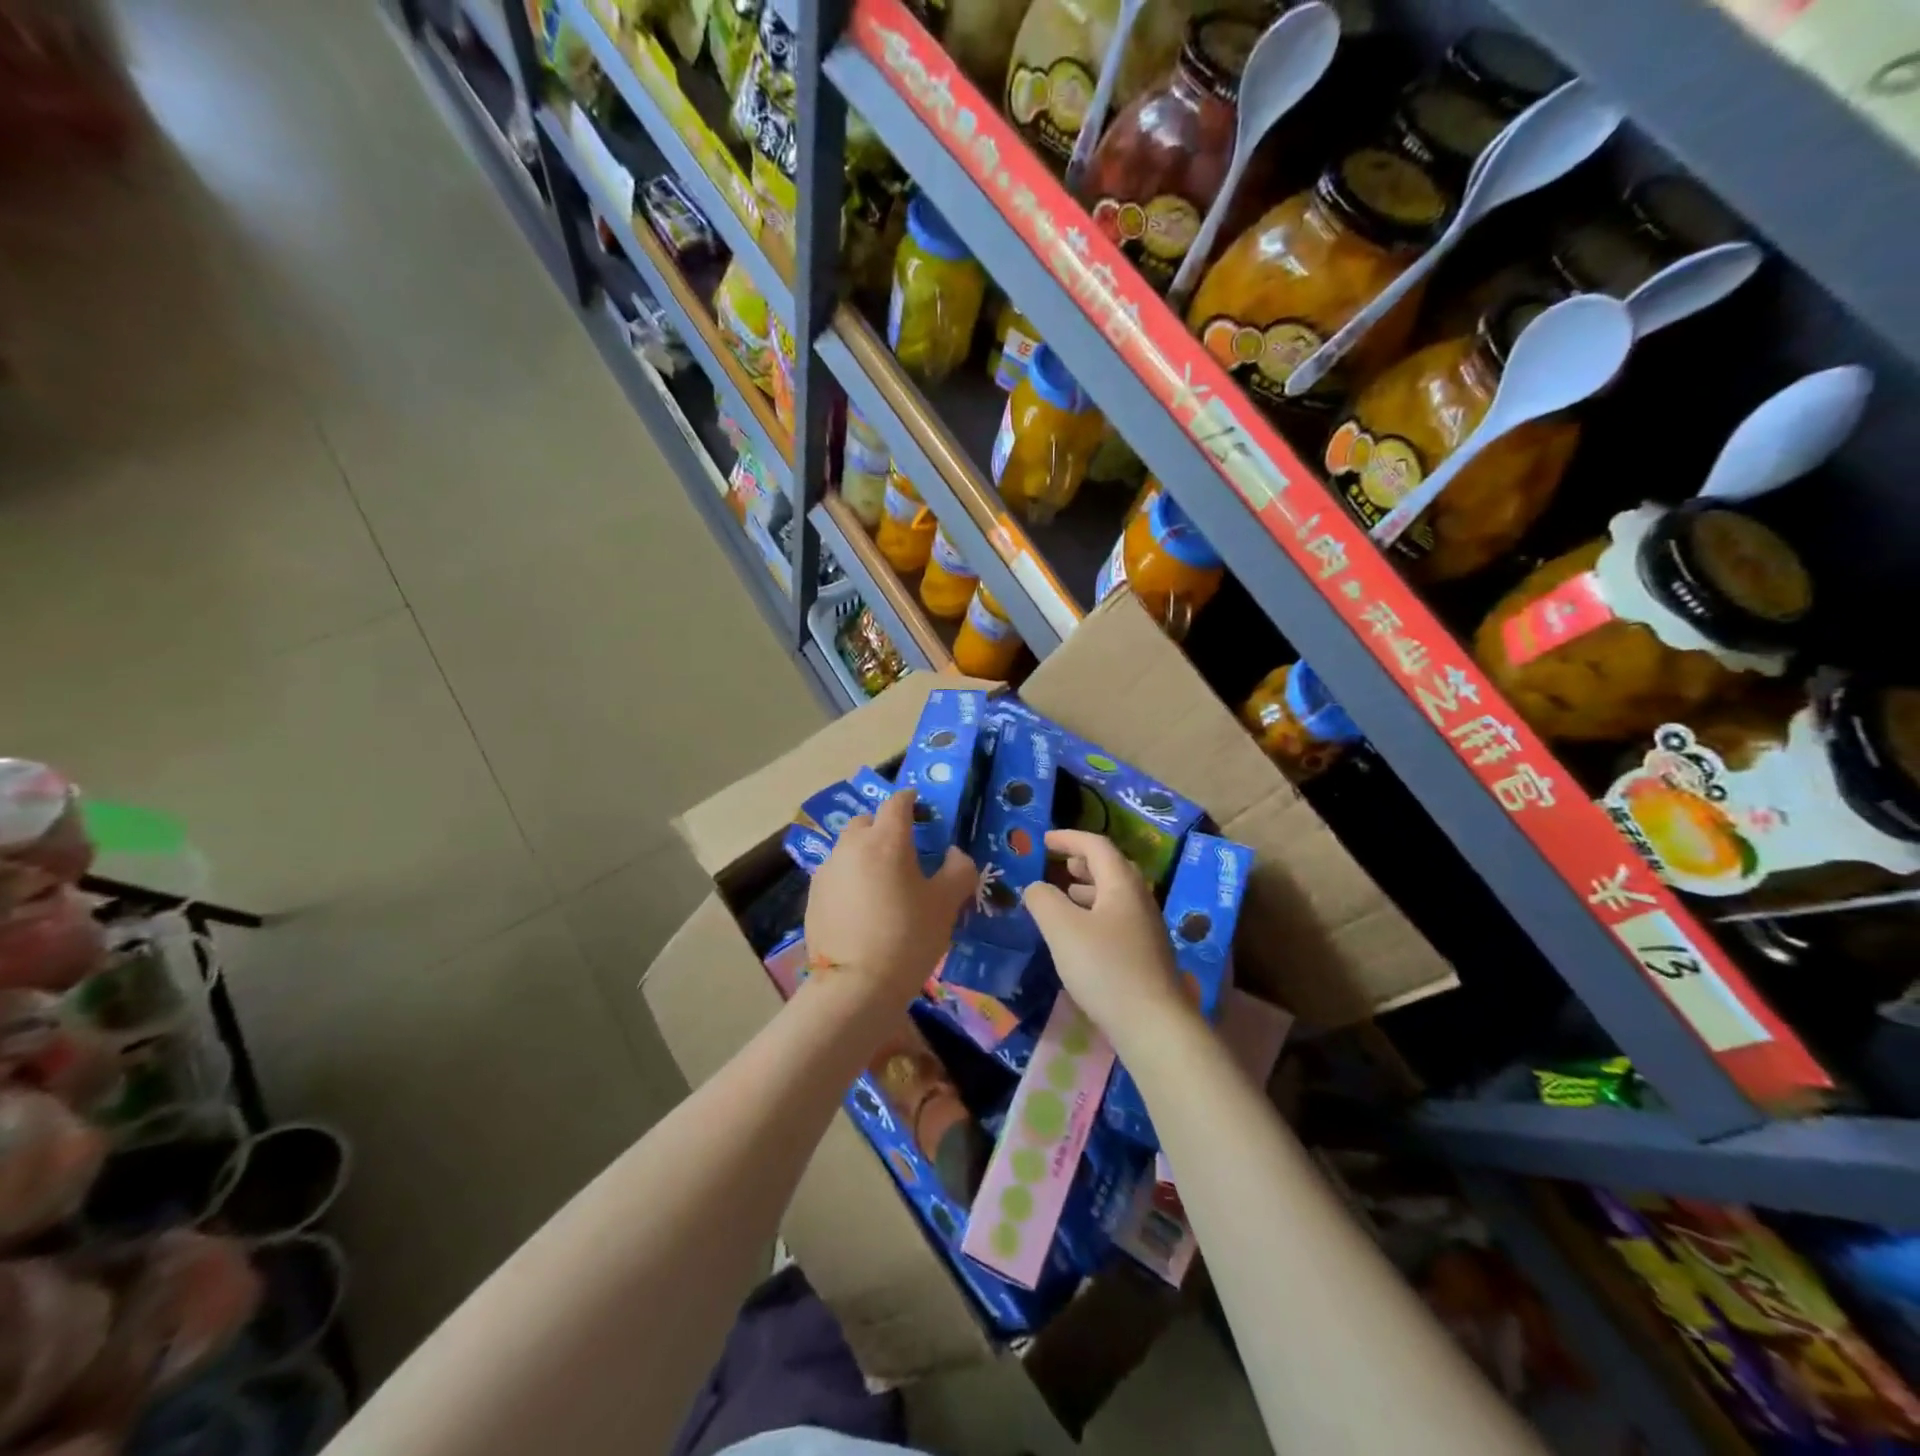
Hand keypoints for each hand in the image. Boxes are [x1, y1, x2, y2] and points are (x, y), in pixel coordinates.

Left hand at [804, 789, 974, 1013]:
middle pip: (867, 821)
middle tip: (904, 849)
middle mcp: (851, 846)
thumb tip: (955, 854)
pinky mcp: (813, 896)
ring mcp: (828, 871)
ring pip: (848, 848)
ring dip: (865, 853)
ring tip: (882, 880)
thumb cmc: (908, 937)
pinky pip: (836, 874)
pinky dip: (850, 877)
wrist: (855, 986)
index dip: (911, 800)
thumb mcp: (946, 904)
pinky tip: (862, 905)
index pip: (897, 803)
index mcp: (886, 840)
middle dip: (884, 826)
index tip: (920, 807)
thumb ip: (958, 870)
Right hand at [1023, 830, 1188, 1052]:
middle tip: (1060, 864)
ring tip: (1068, 894)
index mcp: (1122, 884)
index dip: (1069, 838)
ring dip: (1090, 888)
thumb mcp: (1062, 928)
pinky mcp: (1147, 954)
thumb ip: (1043, 900)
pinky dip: (1096, 912)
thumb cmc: (1105, 967)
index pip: (1096, 846)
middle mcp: (1140, 899)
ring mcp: (1147, 928)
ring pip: (1116, 895)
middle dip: (1084, 861)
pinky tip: (1082, 935)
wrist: (1153, 1024)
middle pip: (1112, 867)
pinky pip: (1118, 918)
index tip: (1044, 840)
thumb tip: (1036, 887)